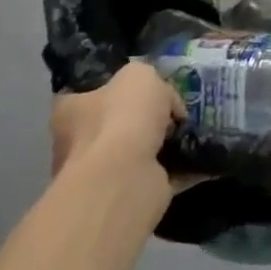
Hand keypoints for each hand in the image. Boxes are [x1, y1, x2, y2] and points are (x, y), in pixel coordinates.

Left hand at [51, 62, 197, 216]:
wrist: (125, 177)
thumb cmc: (122, 117)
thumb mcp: (140, 75)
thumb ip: (147, 78)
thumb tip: (161, 98)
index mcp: (70, 111)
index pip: (85, 93)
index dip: (113, 85)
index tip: (143, 84)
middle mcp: (77, 144)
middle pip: (115, 123)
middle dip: (144, 117)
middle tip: (175, 108)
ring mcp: (102, 173)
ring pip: (137, 150)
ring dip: (163, 142)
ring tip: (193, 128)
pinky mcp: (127, 194)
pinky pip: (159, 174)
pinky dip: (179, 166)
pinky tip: (200, 153)